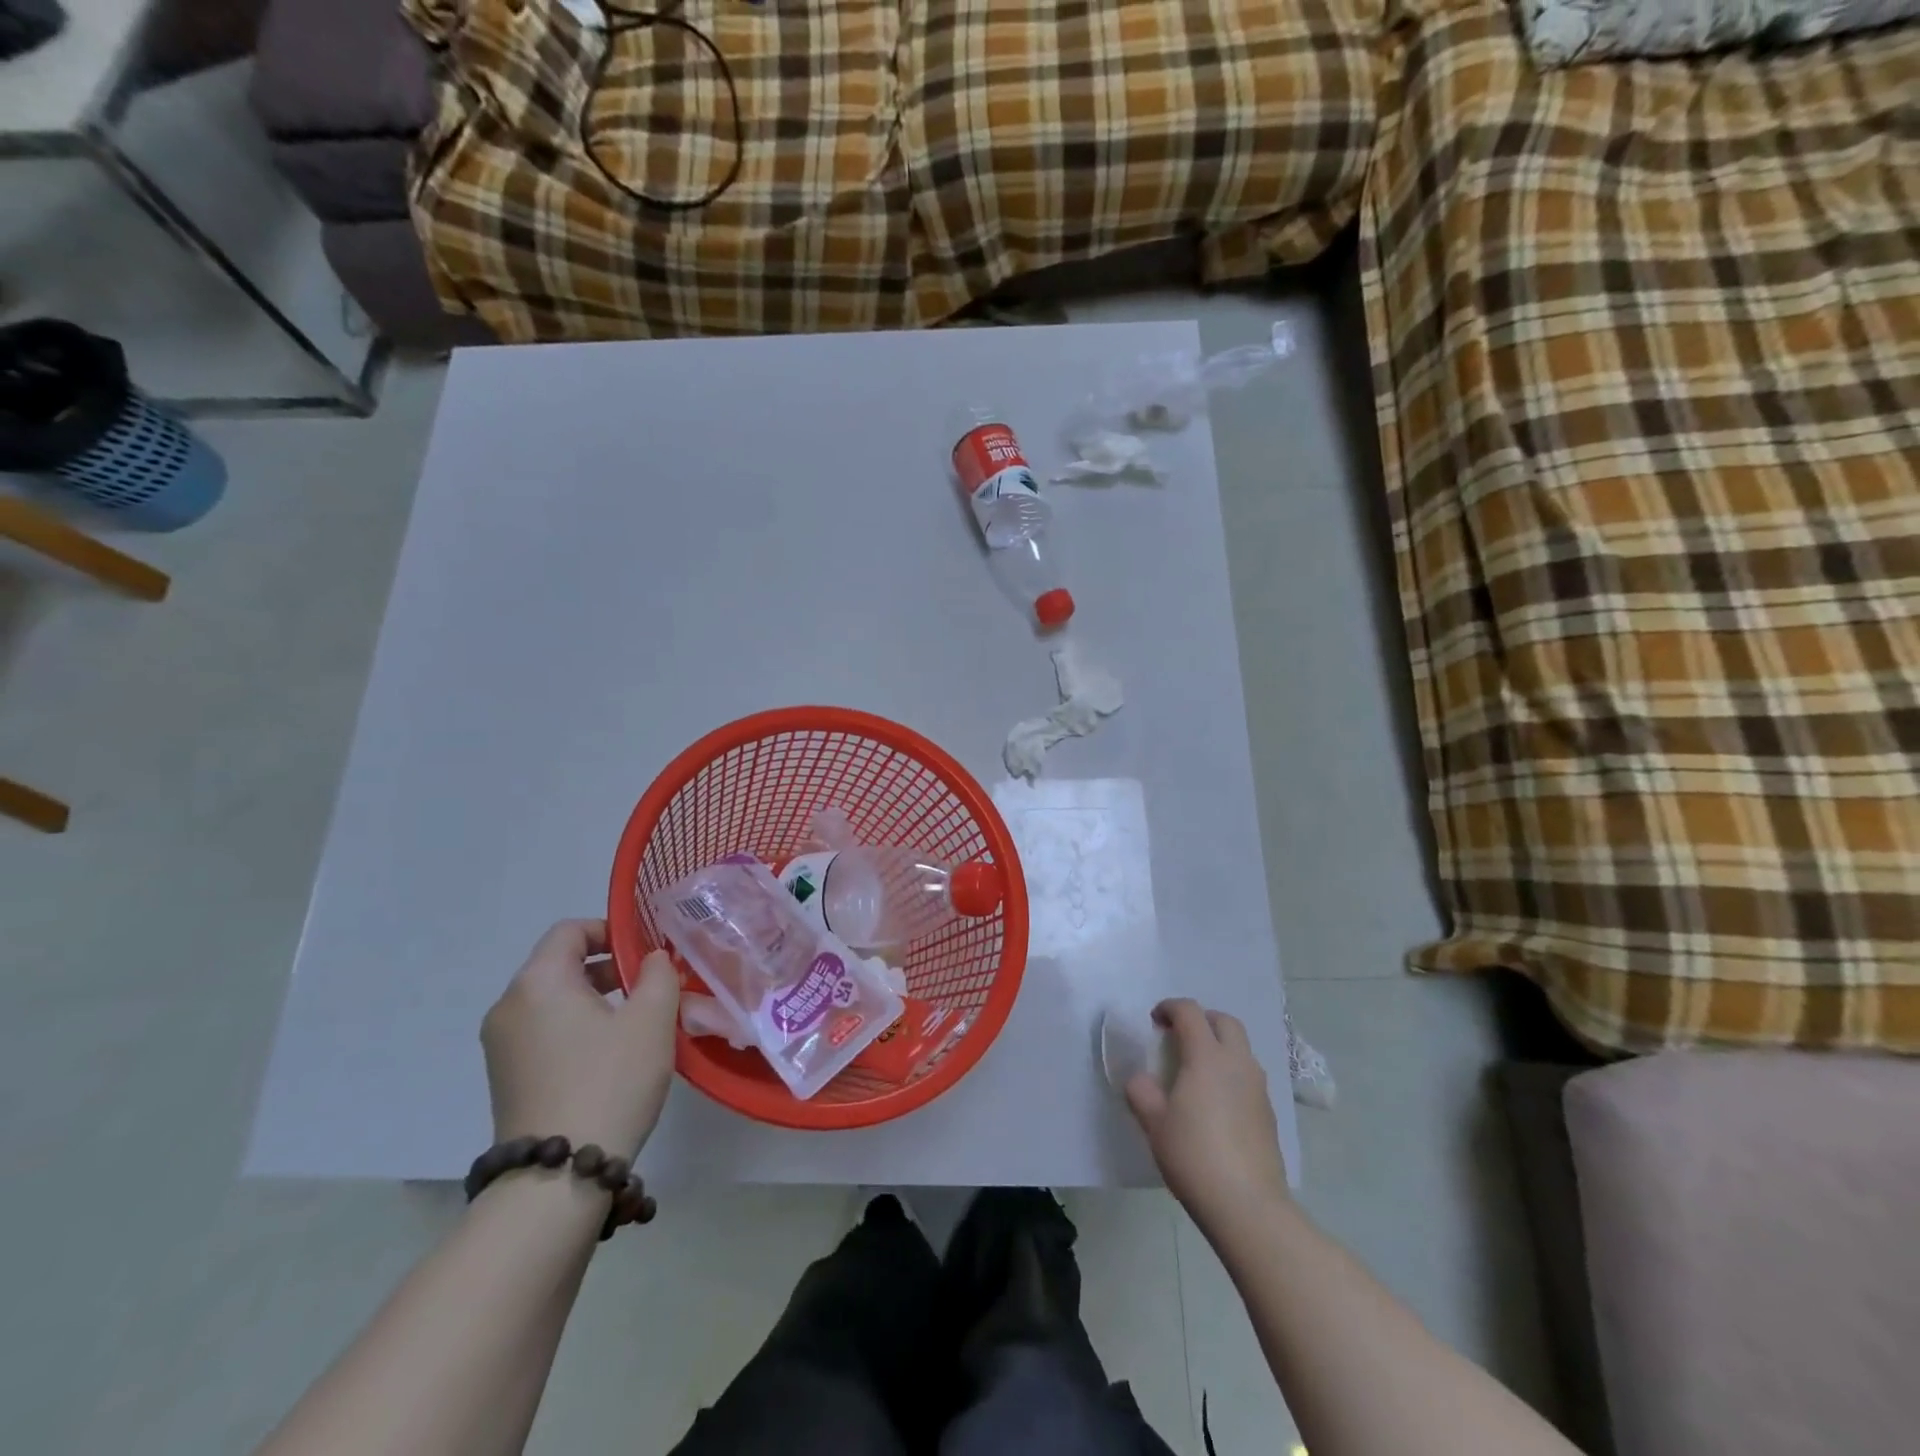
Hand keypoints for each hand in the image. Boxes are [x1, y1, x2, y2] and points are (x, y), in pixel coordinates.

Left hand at [481, 920, 679, 1159]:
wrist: (557, 1178)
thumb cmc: (609, 1081)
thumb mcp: (651, 1019)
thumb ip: (659, 974)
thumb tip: (653, 958)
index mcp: (538, 982)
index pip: (570, 930)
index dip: (612, 930)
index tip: (647, 952)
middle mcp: (509, 1006)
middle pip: (561, 964)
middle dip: (609, 968)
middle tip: (652, 987)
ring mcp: (501, 1046)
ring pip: (554, 1000)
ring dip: (596, 999)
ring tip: (637, 1023)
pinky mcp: (506, 1078)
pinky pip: (545, 1032)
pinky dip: (577, 1028)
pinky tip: (611, 1056)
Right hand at [1125, 999, 1288, 1230]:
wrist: (1248, 1206)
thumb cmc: (1194, 1156)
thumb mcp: (1154, 1123)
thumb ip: (1142, 1092)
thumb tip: (1141, 1079)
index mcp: (1206, 1056)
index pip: (1190, 1012)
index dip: (1169, 1008)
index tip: (1154, 1021)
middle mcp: (1237, 1063)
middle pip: (1224, 1021)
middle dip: (1201, 1020)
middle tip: (1179, 1037)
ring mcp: (1258, 1088)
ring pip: (1241, 1048)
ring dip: (1219, 1045)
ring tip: (1196, 1070)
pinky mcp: (1269, 1113)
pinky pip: (1248, 1076)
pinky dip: (1231, 1073)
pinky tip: (1215, 1102)